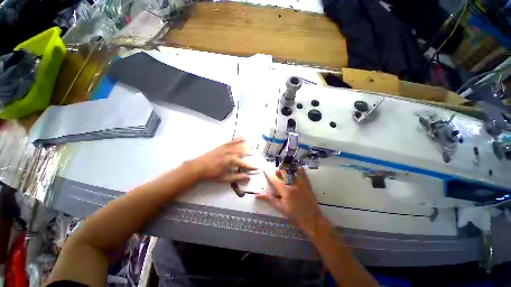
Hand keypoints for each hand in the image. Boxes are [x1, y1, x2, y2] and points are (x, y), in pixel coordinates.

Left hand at [187, 138, 255, 182]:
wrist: (198, 167)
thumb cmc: (212, 174)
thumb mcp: (225, 178)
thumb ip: (237, 177)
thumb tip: (248, 177)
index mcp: (231, 161)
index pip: (245, 164)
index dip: (251, 166)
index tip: (257, 168)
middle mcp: (230, 152)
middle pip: (243, 152)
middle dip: (250, 154)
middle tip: (256, 155)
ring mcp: (226, 148)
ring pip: (239, 146)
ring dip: (246, 147)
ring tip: (251, 148)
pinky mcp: (223, 146)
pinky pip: (232, 141)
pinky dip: (238, 139)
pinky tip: (242, 138)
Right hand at [256, 168, 323, 235]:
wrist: (311, 218)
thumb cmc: (294, 214)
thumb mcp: (280, 207)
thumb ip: (269, 199)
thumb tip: (257, 195)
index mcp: (285, 190)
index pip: (274, 179)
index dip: (268, 173)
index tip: (264, 168)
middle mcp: (292, 183)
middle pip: (283, 172)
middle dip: (278, 171)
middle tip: (276, 174)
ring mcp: (300, 182)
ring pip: (291, 170)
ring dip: (286, 169)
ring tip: (284, 173)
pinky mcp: (307, 182)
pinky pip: (302, 172)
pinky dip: (297, 169)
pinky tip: (295, 171)